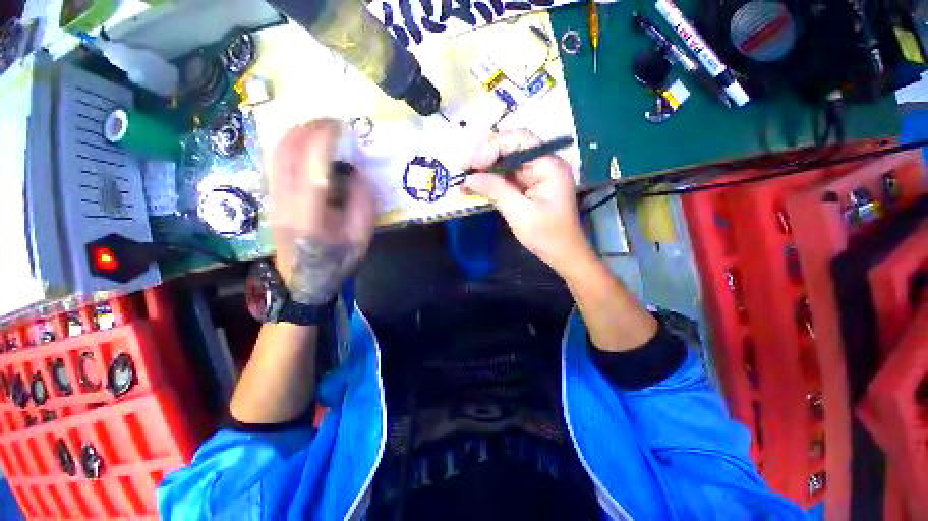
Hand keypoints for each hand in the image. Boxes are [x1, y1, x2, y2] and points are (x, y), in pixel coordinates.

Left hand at [270, 119, 376, 304]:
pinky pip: (274, 161)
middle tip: (333, 123)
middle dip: (309, 128)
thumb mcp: (361, 238)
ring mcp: (273, 198)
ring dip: (297, 133)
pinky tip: (305, 144)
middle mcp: (285, 201)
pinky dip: (289, 144)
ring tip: (320, 128)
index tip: (342, 128)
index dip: (325, 140)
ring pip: (276, 153)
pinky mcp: (270, 197)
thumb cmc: (335, 262)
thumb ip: (363, 204)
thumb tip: (358, 173)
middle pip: (287, 151)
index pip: (312, 165)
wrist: (302, 281)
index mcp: (311, 214)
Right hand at [463, 130, 593, 275]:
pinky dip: (491, 179)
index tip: (473, 165)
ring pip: (507, 161)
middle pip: (512, 147)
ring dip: (486, 168)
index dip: (493, 147)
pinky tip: (476, 185)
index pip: (520, 140)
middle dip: (486, 156)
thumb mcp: (519, 214)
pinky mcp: (530, 186)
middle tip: (464, 169)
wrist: (563, 254)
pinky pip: (508, 176)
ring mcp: (537, 174)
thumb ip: (495, 191)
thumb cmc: (546, 236)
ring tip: (465, 177)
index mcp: (549, 166)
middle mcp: (544, 163)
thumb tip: (468, 178)